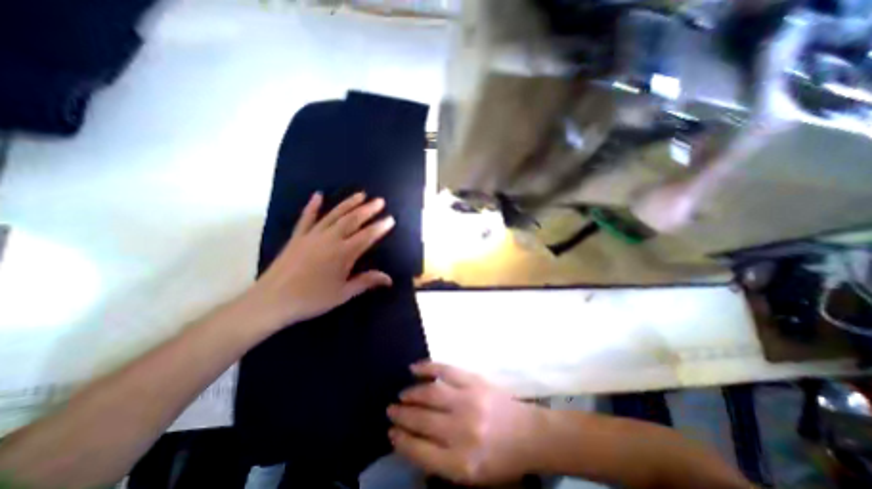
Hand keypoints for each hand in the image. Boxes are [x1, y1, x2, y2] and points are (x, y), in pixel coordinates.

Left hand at [245, 189, 395, 327]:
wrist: (272, 301)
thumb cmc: (312, 299)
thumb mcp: (343, 294)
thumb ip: (366, 282)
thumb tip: (389, 279)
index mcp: (343, 253)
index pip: (367, 236)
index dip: (380, 227)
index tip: (391, 219)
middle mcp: (330, 239)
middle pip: (352, 220)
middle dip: (368, 209)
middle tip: (380, 201)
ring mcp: (312, 235)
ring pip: (334, 215)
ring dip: (348, 203)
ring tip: (361, 194)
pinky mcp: (298, 237)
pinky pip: (307, 218)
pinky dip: (313, 206)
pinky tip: (318, 195)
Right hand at [387, 363, 541, 484]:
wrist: (529, 434)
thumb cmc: (500, 460)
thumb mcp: (471, 477)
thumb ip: (441, 463)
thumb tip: (412, 443)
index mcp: (461, 463)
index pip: (419, 451)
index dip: (402, 441)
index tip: (391, 433)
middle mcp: (462, 431)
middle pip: (422, 420)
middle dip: (402, 415)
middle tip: (391, 410)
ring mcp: (469, 401)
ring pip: (430, 393)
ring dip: (411, 393)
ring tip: (401, 395)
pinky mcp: (475, 381)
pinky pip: (446, 370)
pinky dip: (428, 367)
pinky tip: (414, 368)